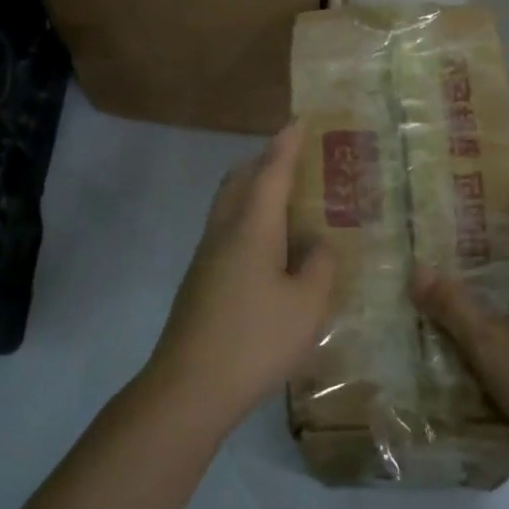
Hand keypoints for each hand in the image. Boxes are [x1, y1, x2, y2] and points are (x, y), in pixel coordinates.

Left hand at [146, 122, 335, 434]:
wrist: (188, 388)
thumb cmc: (255, 340)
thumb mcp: (307, 305)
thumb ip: (320, 267)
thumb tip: (319, 246)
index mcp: (252, 226)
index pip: (272, 171)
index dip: (287, 144)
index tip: (300, 120)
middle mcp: (225, 230)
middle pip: (242, 179)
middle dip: (266, 161)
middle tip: (297, 160)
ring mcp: (207, 255)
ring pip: (230, 203)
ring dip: (254, 189)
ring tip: (288, 200)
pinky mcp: (200, 278)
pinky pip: (227, 228)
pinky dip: (249, 218)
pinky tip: (270, 247)